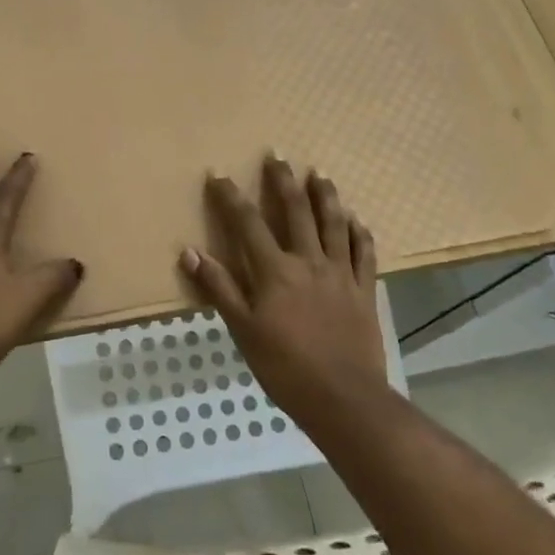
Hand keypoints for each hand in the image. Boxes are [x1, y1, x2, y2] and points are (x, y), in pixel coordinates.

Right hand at [176, 154, 387, 415]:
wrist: (344, 398)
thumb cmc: (285, 367)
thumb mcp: (243, 330)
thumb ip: (219, 288)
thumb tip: (190, 251)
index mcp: (275, 270)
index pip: (247, 223)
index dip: (230, 197)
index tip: (218, 174)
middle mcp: (308, 261)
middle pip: (295, 211)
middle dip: (283, 181)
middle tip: (277, 156)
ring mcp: (341, 273)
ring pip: (334, 224)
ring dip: (325, 196)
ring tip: (320, 174)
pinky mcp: (364, 290)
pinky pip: (364, 253)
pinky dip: (360, 233)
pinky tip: (357, 221)